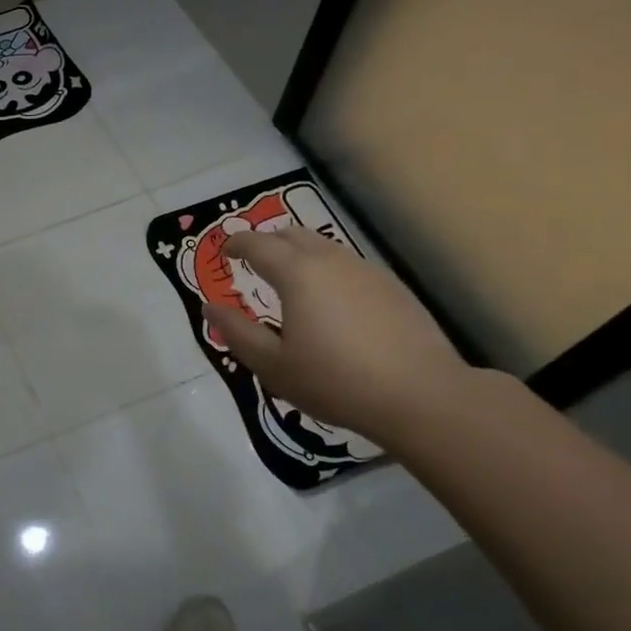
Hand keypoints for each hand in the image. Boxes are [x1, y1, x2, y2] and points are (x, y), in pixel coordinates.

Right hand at [203, 227, 470, 446]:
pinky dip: (329, 271)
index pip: (257, 244)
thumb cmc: (335, 381)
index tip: (224, 251)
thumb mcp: (273, 365)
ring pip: (324, 247)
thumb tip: (210, 308)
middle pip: (292, 234)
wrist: (421, 395)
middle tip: (254, 261)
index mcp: (297, 273)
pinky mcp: (393, 287)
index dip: (236, 244)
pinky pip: (349, 266)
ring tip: (292, 282)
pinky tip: (332, 303)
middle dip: (268, 242)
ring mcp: (367, 271)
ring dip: (300, 255)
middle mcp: (331, 260)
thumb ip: (237, 333)